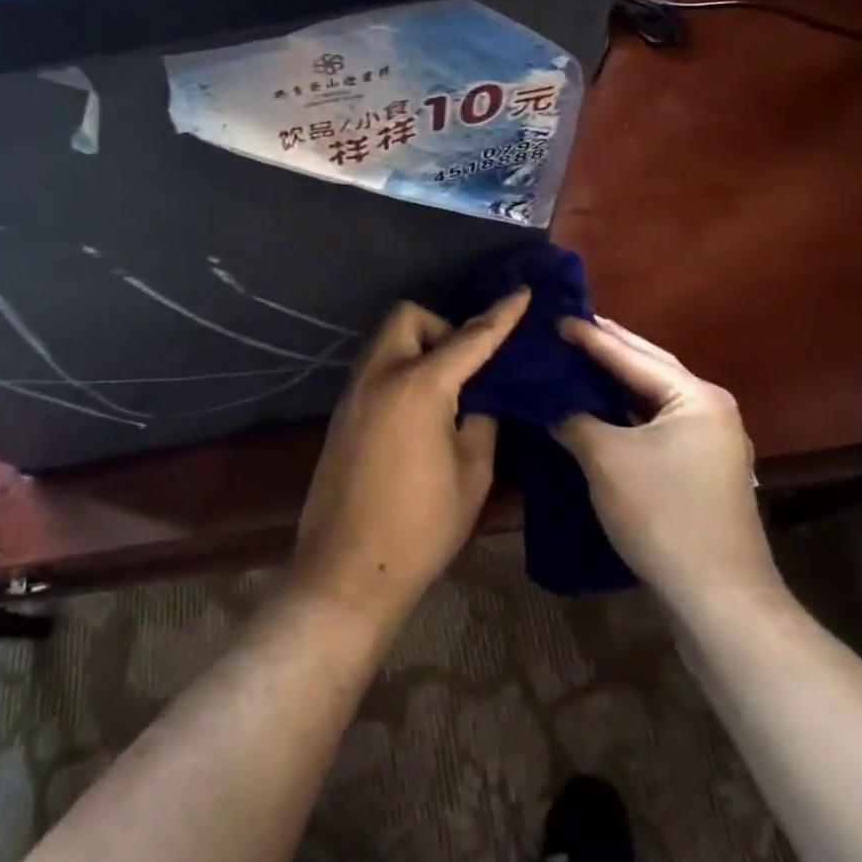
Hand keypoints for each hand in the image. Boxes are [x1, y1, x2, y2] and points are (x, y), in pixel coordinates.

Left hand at [290, 290, 529, 627]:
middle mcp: (380, 374)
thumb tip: (477, 400)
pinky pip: (374, 368)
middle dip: (440, 327)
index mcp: (419, 385)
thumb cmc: (421, 526)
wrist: (347, 568)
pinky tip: (417, 409)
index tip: (520, 292)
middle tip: (464, 366)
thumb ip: (481, 423)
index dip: (499, 315)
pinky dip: (399, 370)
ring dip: (417, 347)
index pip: (469, 338)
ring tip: (444, 389)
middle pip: (407, 317)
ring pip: (386, 341)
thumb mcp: (472, 475)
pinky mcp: (341, 410)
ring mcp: (354, 390)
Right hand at [556, 316, 779, 615]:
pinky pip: (654, 424)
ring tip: (575, 360)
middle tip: (566, 329)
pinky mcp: (699, 469)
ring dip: (614, 382)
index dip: (589, 336)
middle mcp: (709, 409)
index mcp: (695, 396)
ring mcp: (709, 441)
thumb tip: (546, 401)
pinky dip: (624, 412)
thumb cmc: (663, 514)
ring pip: (651, 398)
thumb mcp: (605, 459)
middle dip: (607, 349)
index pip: (630, 355)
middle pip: (648, 368)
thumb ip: (572, 418)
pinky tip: (596, 408)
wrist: (719, 600)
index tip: (554, 317)